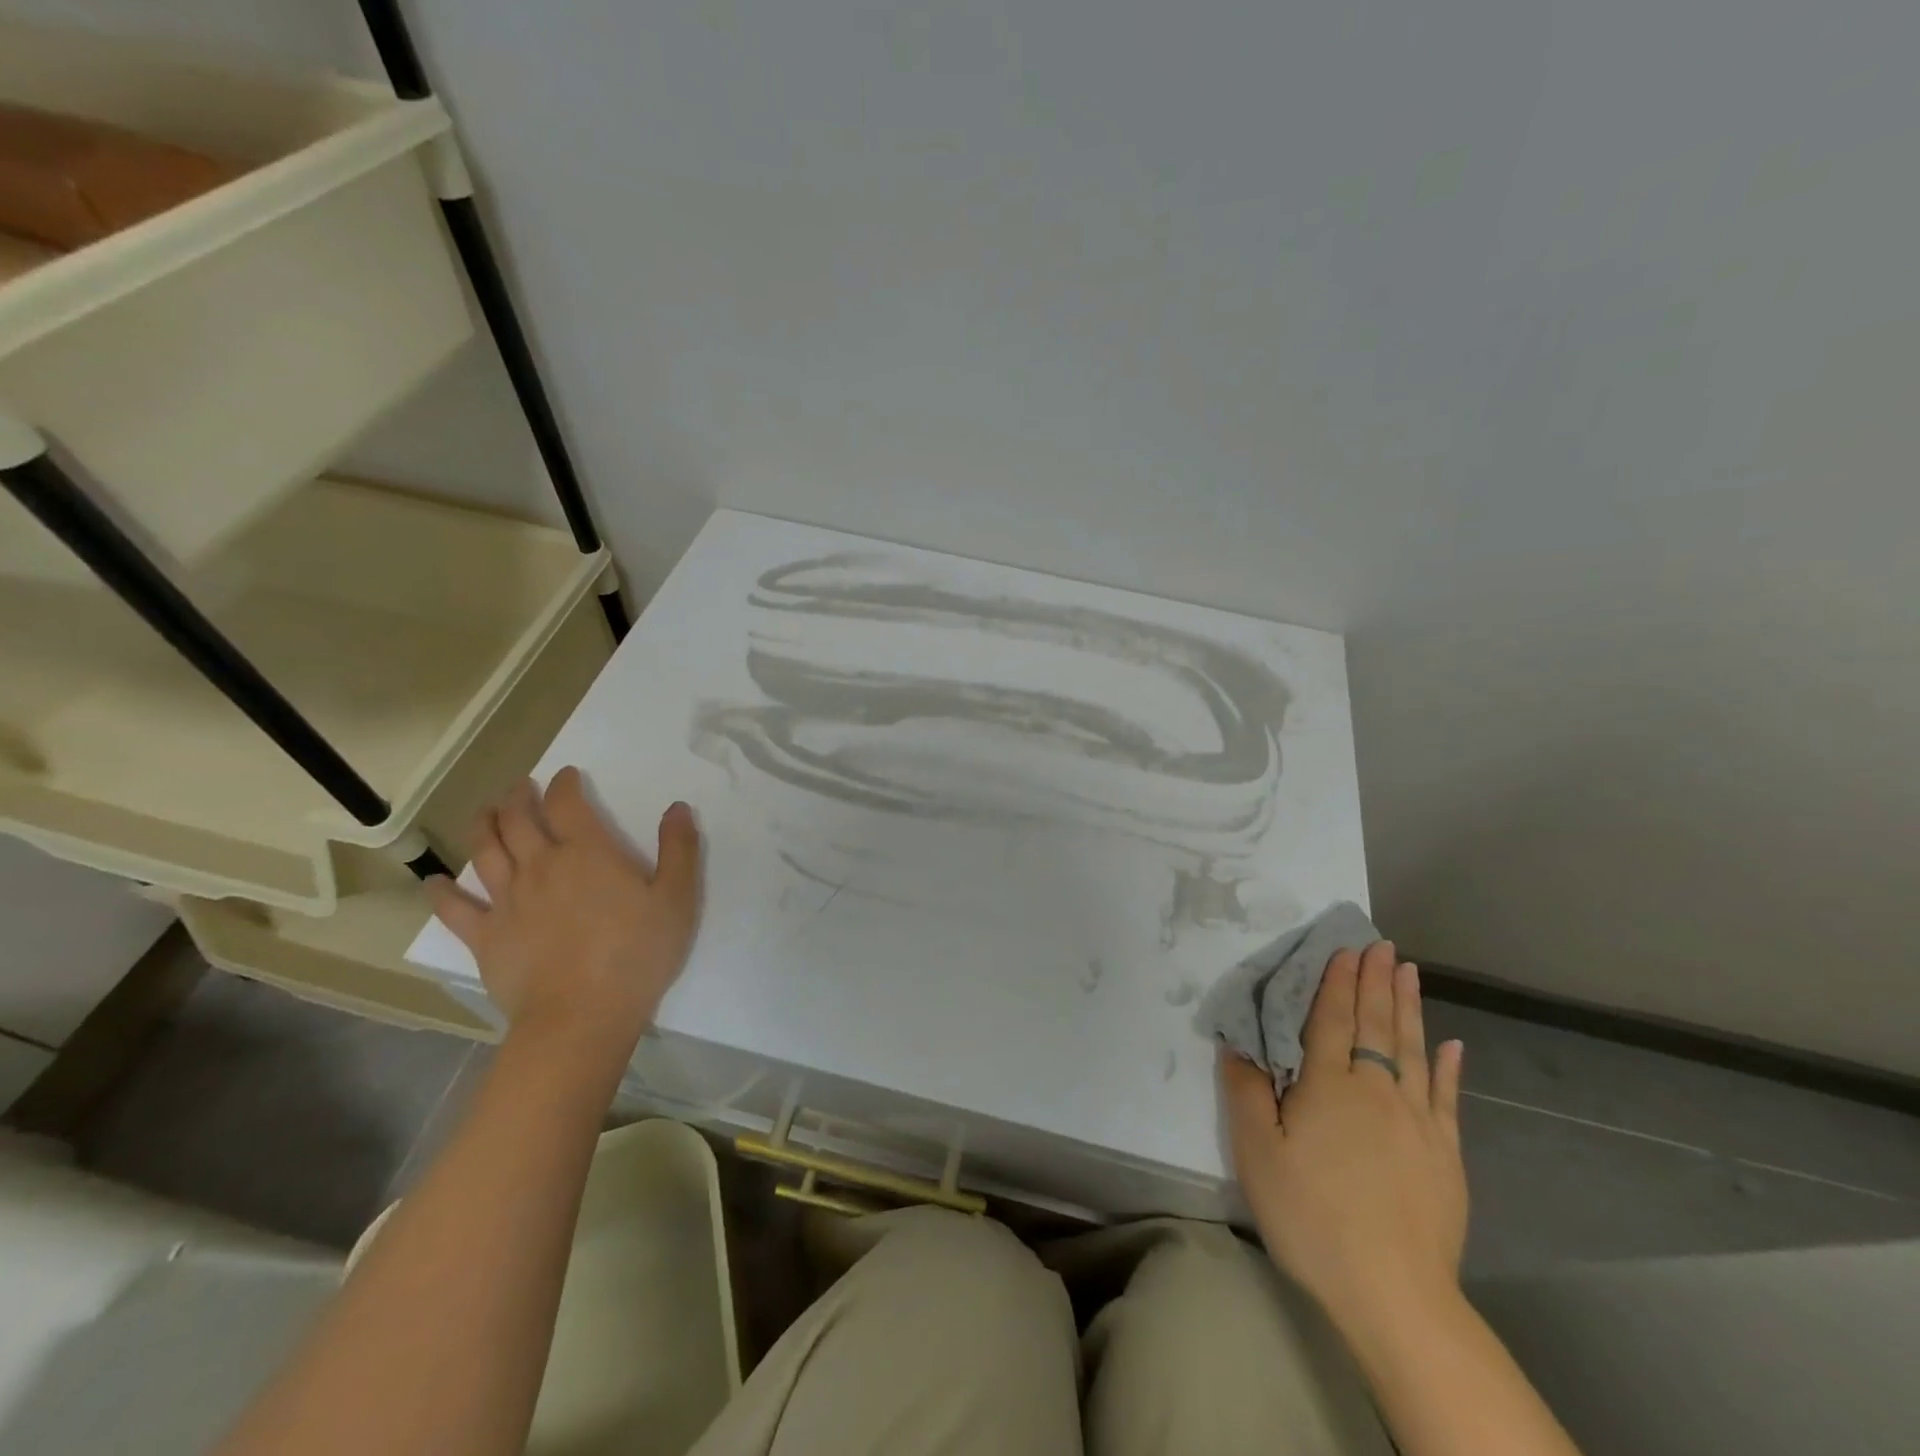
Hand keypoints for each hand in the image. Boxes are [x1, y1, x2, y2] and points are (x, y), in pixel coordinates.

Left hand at [427, 768, 702, 1070]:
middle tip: (520, 786)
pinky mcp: (486, 936)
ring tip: (485, 812)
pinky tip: (437, 881)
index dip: (565, 784)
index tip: (567, 775)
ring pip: (486, 851)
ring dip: (483, 825)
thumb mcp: (677, 899)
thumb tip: (677, 807)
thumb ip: (679, 849)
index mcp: (587, 853)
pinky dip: (443, 891)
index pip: (568, 804)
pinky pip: (455, 908)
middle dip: (518, 797)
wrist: (582, 1016)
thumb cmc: (637, 954)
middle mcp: (540, 866)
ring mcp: (507, 901)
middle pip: (518, 820)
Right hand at [1221, 942, 1466, 1337]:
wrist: (1393, 1294)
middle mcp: (1376, 1089)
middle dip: (1377, 980)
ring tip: (1409, 972)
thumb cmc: (1312, 1217)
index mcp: (1329, 1086)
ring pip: (1413, 1049)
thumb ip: (1246, 1092)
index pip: (1332, 1020)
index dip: (1337, 982)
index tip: (1346, 948)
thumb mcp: (1258, 1154)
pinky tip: (1452, 1044)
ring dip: (1410, 1006)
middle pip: (1376, 1024)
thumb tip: (1235, 1043)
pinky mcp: (1446, 1154)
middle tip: (1383, 945)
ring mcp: (1418, 1121)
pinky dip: (1449, 1066)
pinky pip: (1448, 1097)